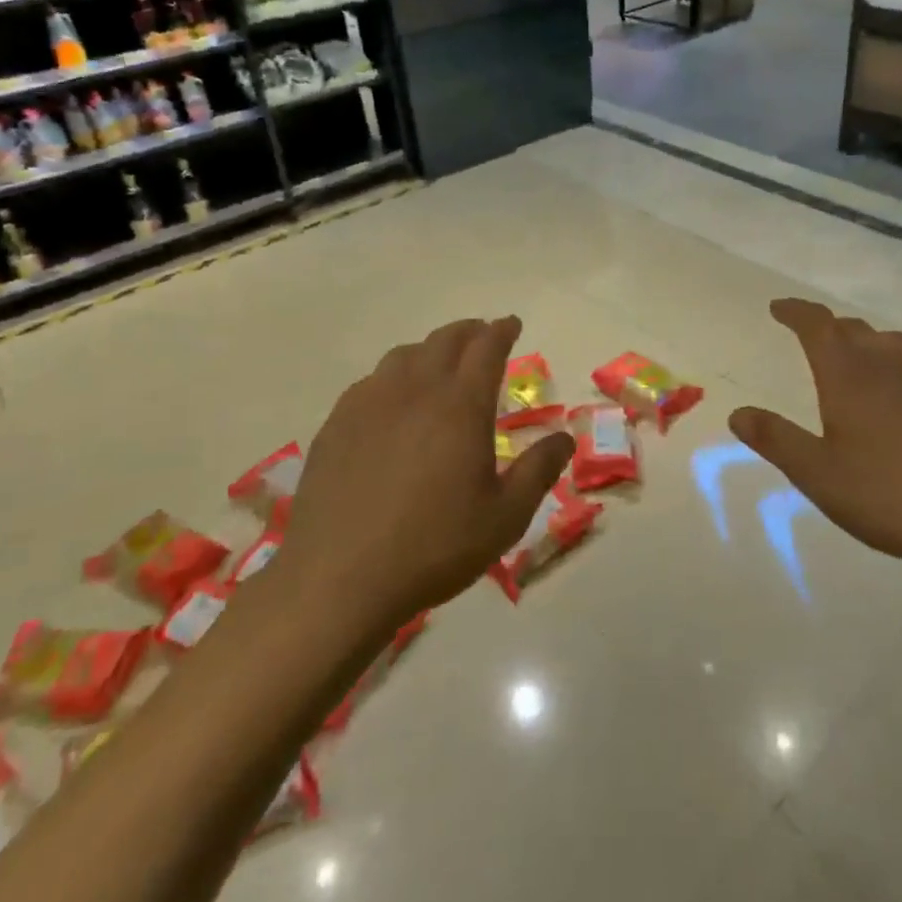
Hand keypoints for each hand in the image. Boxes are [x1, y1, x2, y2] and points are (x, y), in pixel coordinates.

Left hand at [280, 316, 574, 626]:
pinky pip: (371, 381)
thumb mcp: (505, 518)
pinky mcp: (337, 423)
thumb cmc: (434, 547)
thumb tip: (565, 437)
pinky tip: (392, 400)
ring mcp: (370, 403)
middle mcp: (415, 390)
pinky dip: (393, 376)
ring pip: (404, 355)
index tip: (512, 324)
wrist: (339, 578)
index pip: (487, 348)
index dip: (502, 330)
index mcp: (461, 406)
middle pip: (445, 341)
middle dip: (469, 331)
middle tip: (482, 335)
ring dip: (430, 349)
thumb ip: (539, 471)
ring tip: (439, 363)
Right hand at [730, 298, 901, 586]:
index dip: (795, 312)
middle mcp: (888, 362)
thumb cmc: (887, 495)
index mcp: (847, 374)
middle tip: (812, 339)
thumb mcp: (817, 474)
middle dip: (828, 328)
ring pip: (891, 342)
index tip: (778, 308)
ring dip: (866, 342)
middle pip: (853, 329)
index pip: (816, 324)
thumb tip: (737, 413)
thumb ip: (775, 439)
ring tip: (857, 359)